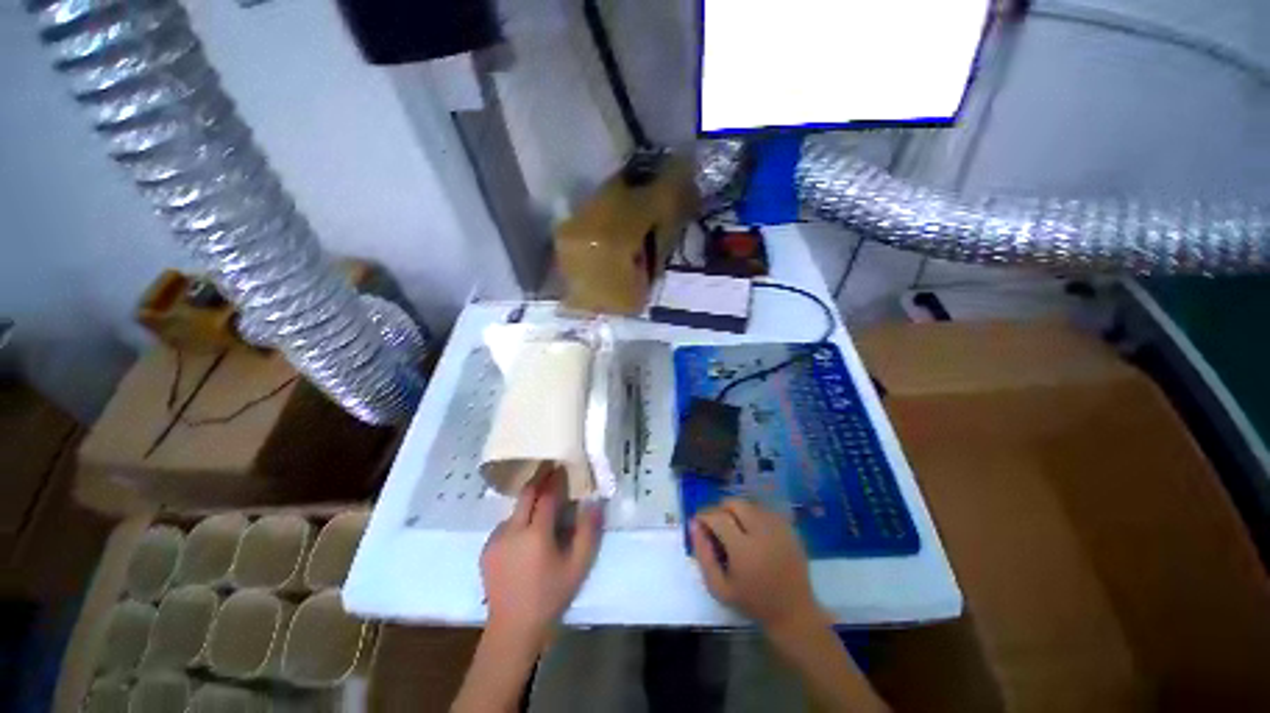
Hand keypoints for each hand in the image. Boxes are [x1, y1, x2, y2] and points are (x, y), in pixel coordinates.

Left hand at [480, 470, 602, 645]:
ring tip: (541, 504)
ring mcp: (495, 539)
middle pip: (526, 494)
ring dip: (529, 501)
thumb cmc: (550, 596)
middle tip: (550, 468)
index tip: (562, 466)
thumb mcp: (577, 566)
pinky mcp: (486, 549)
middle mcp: (512, 530)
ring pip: (515, 509)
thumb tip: (594, 503)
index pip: (547, 495)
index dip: (555, 479)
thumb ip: (588, 532)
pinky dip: (518, 519)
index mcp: (536, 534)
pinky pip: (505, 524)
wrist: (512, 629)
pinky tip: (525, 532)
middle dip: (539, 478)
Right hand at [691, 499, 823, 630]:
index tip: (698, 522)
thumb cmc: (752, 602)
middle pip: (734, 503)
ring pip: (749, 504)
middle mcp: (762, 532)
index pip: (718, 517)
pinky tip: (752, 532)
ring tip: (734, 530)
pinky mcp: (789, 527)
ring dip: (736, 511)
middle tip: (717, 526)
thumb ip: (703, 555)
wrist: (793, 612)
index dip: (704, 515)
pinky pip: (763, 510)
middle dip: (720, 509)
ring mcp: (778, 527)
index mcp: (744, 549)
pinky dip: (752, 515)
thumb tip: (694, 525)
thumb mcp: (719, 587)